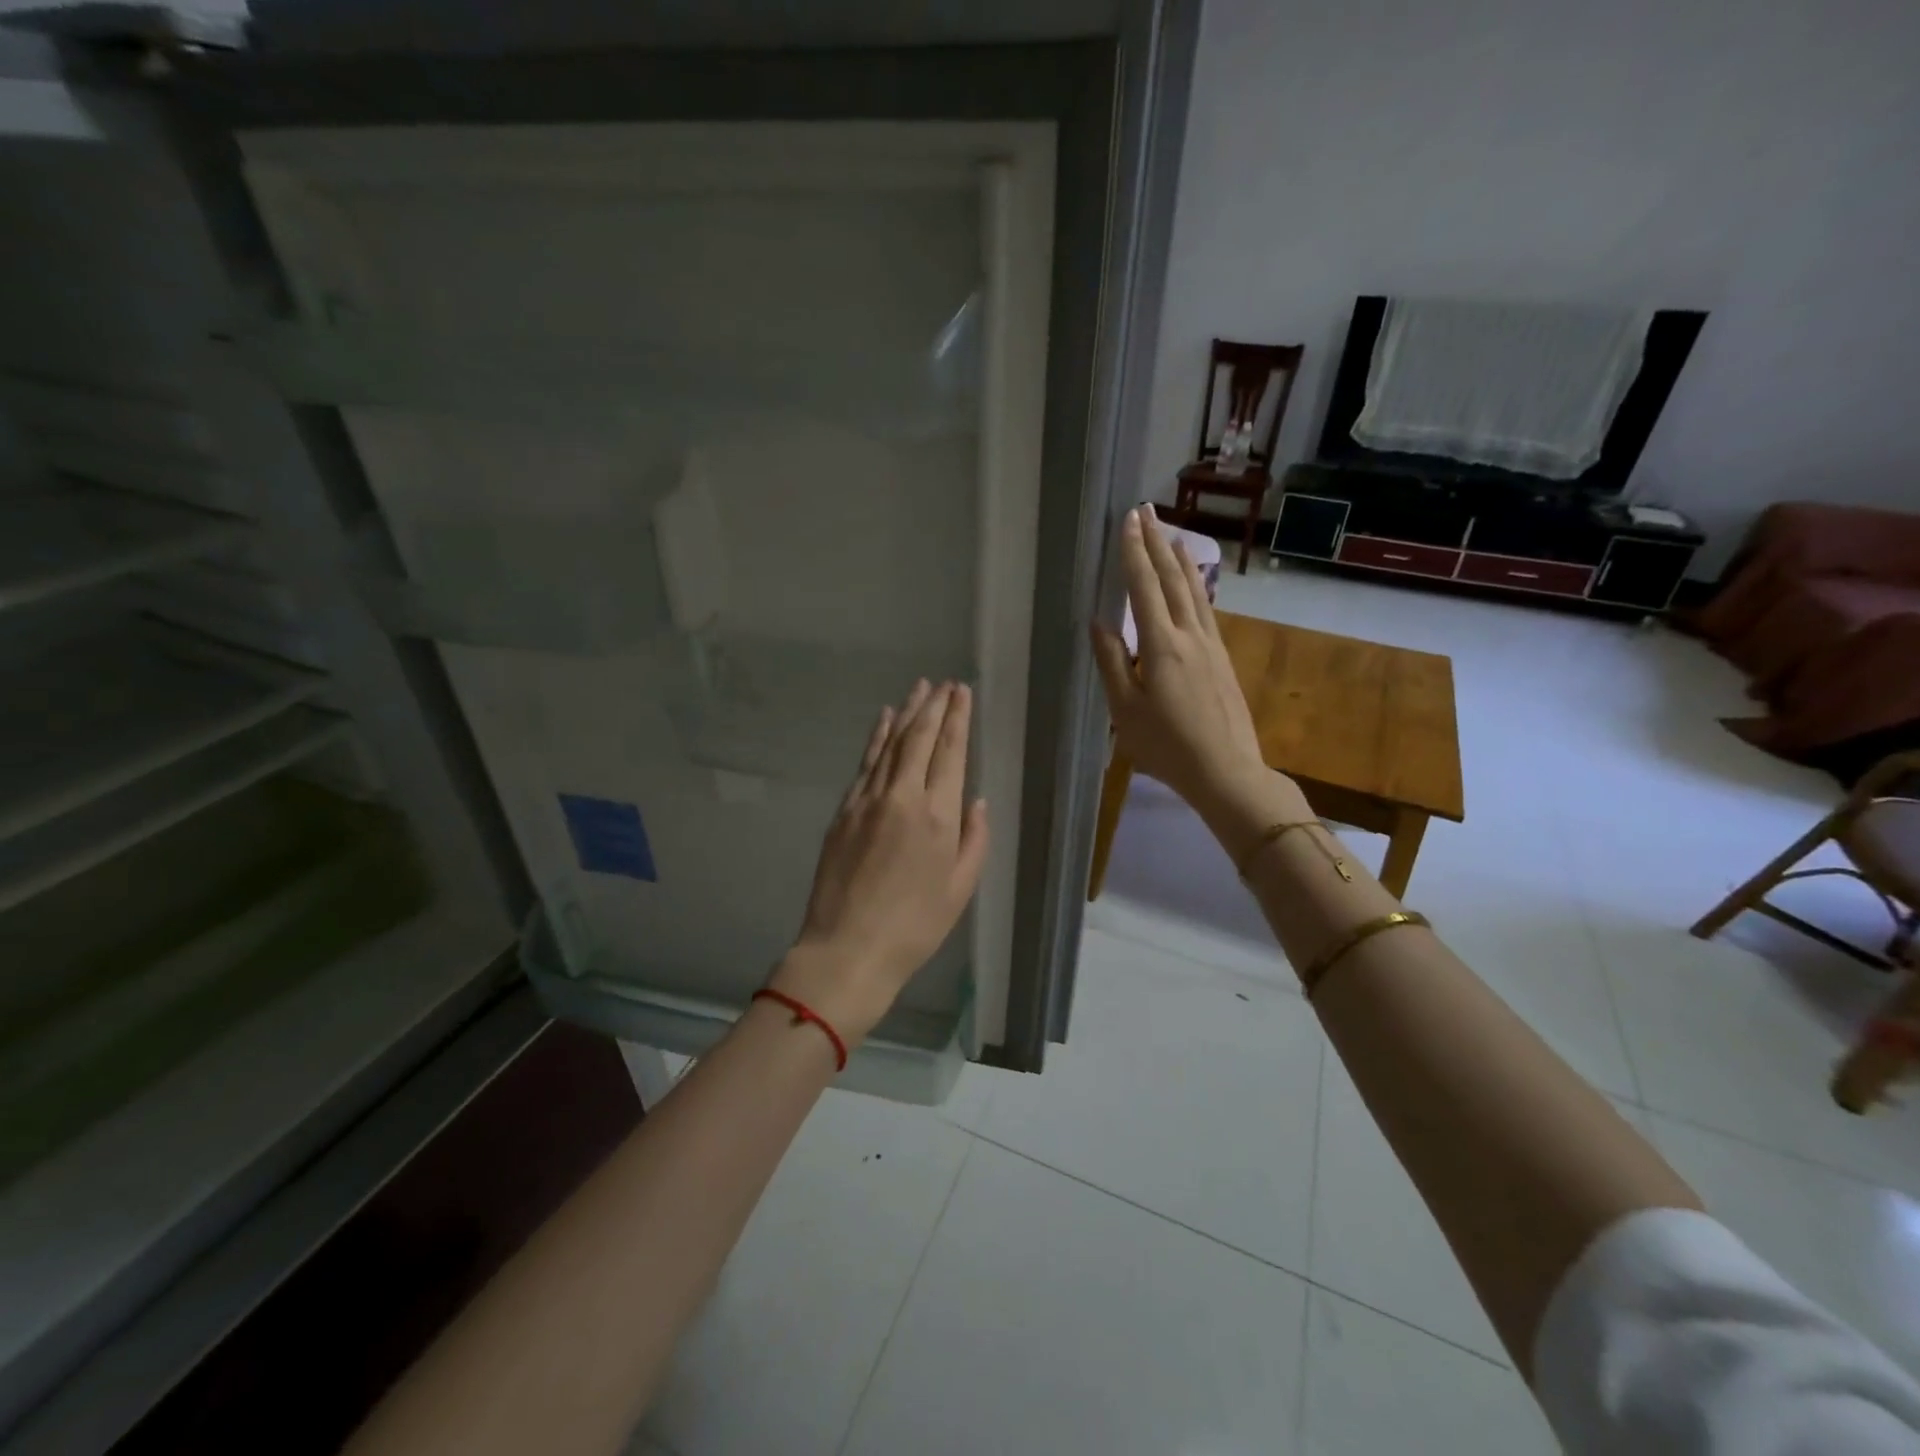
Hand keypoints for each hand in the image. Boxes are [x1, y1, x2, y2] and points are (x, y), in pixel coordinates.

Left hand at [771, 680, 989, 1044]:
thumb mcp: (961, 888)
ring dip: (906, 713)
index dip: (957, 718)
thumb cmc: (915, 926)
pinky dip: (876, 737)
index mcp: (938, 815)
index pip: (950, 751)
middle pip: (919, 738)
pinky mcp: (843, 810)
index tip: (961, 692)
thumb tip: (975, 800)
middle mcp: (902, 796)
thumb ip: (974, 838)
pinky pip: (865, 763)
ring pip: (890, 743)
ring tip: (919, 689)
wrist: (848, 949)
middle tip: (944, 683)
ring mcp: (867, 800)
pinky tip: (883, 720)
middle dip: (934, 706)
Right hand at [1090, 507, 1291, 829]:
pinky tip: (1195, 585)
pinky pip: (1206, 610)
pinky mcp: (1223, 659)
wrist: (1226, 770)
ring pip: (1196, 592)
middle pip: (1173, 580)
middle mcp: (1190, 635)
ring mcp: (1212, 646)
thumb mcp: (1125, 710)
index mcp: (1161, 645)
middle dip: (1157, 544)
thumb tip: (1099, 623)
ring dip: (1181, 560)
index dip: (1134, 553)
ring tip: (1172, 535)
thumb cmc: (1167, 746)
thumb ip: (1112, 663)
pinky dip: (1197, 587)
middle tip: (1148, 512)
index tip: (1128, 521)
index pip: (1145, 588)